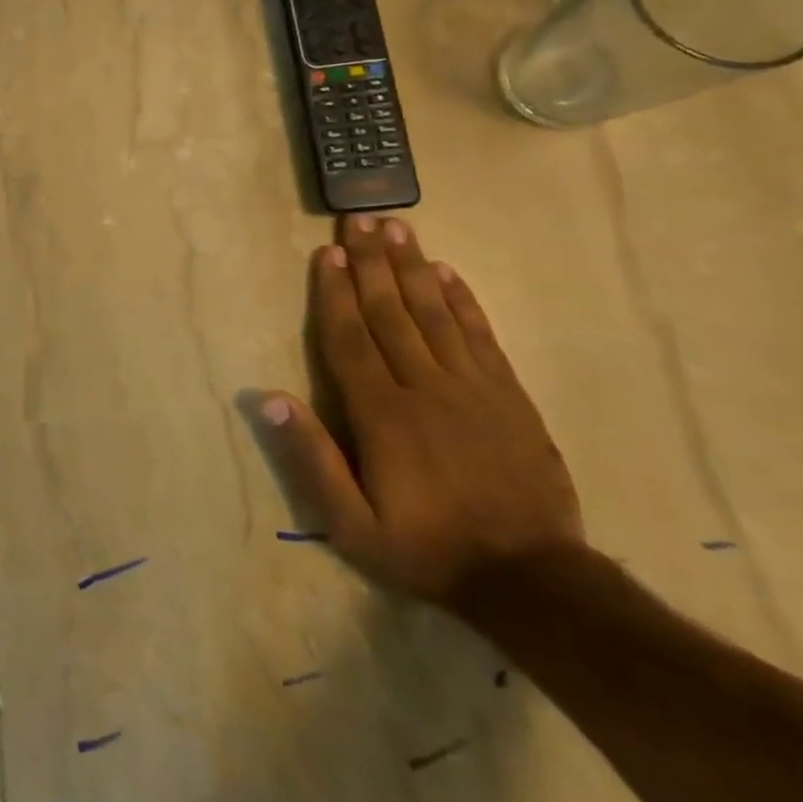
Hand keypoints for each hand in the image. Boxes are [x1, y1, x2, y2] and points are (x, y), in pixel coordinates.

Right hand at [260, 214, 585, 608]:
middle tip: (359, 218)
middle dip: (371, 262)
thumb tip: (269, 397)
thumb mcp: (351, 524)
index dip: (336, 292)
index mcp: (382, 413)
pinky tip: (449, 273)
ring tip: (397, 228)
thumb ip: (311, 458)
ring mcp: (473, 389)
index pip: (351, 337)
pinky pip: (482, 337)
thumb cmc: (427, 549)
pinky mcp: (510, 398)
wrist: (533, 583)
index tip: (328, 253)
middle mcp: (425, 387)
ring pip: (435, 313)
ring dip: (412, 268)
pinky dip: (464, 301)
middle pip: (391, 312)